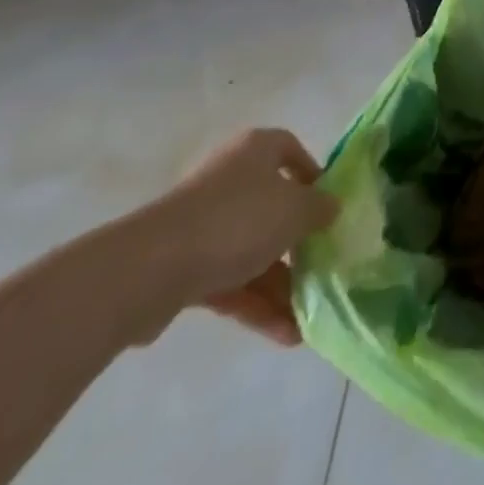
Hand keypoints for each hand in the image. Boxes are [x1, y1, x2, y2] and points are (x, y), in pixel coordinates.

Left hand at [139, 128, 336, 345]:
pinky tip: (284, 334)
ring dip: (281, 286)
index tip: (328, 207)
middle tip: (323, 269)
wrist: (152, 268)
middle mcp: (231, 180)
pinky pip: (232, 282)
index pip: (291, 151)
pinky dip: (257, 305)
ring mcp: (207, 225)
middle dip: (299, 244)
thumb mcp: (294, 210)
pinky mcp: (187, 267)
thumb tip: (331, 206)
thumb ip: (319, 208)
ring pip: (254, 251)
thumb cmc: (237, 220)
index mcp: (255, 151)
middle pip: (274, 207)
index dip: (312, 175)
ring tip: (308, 321)